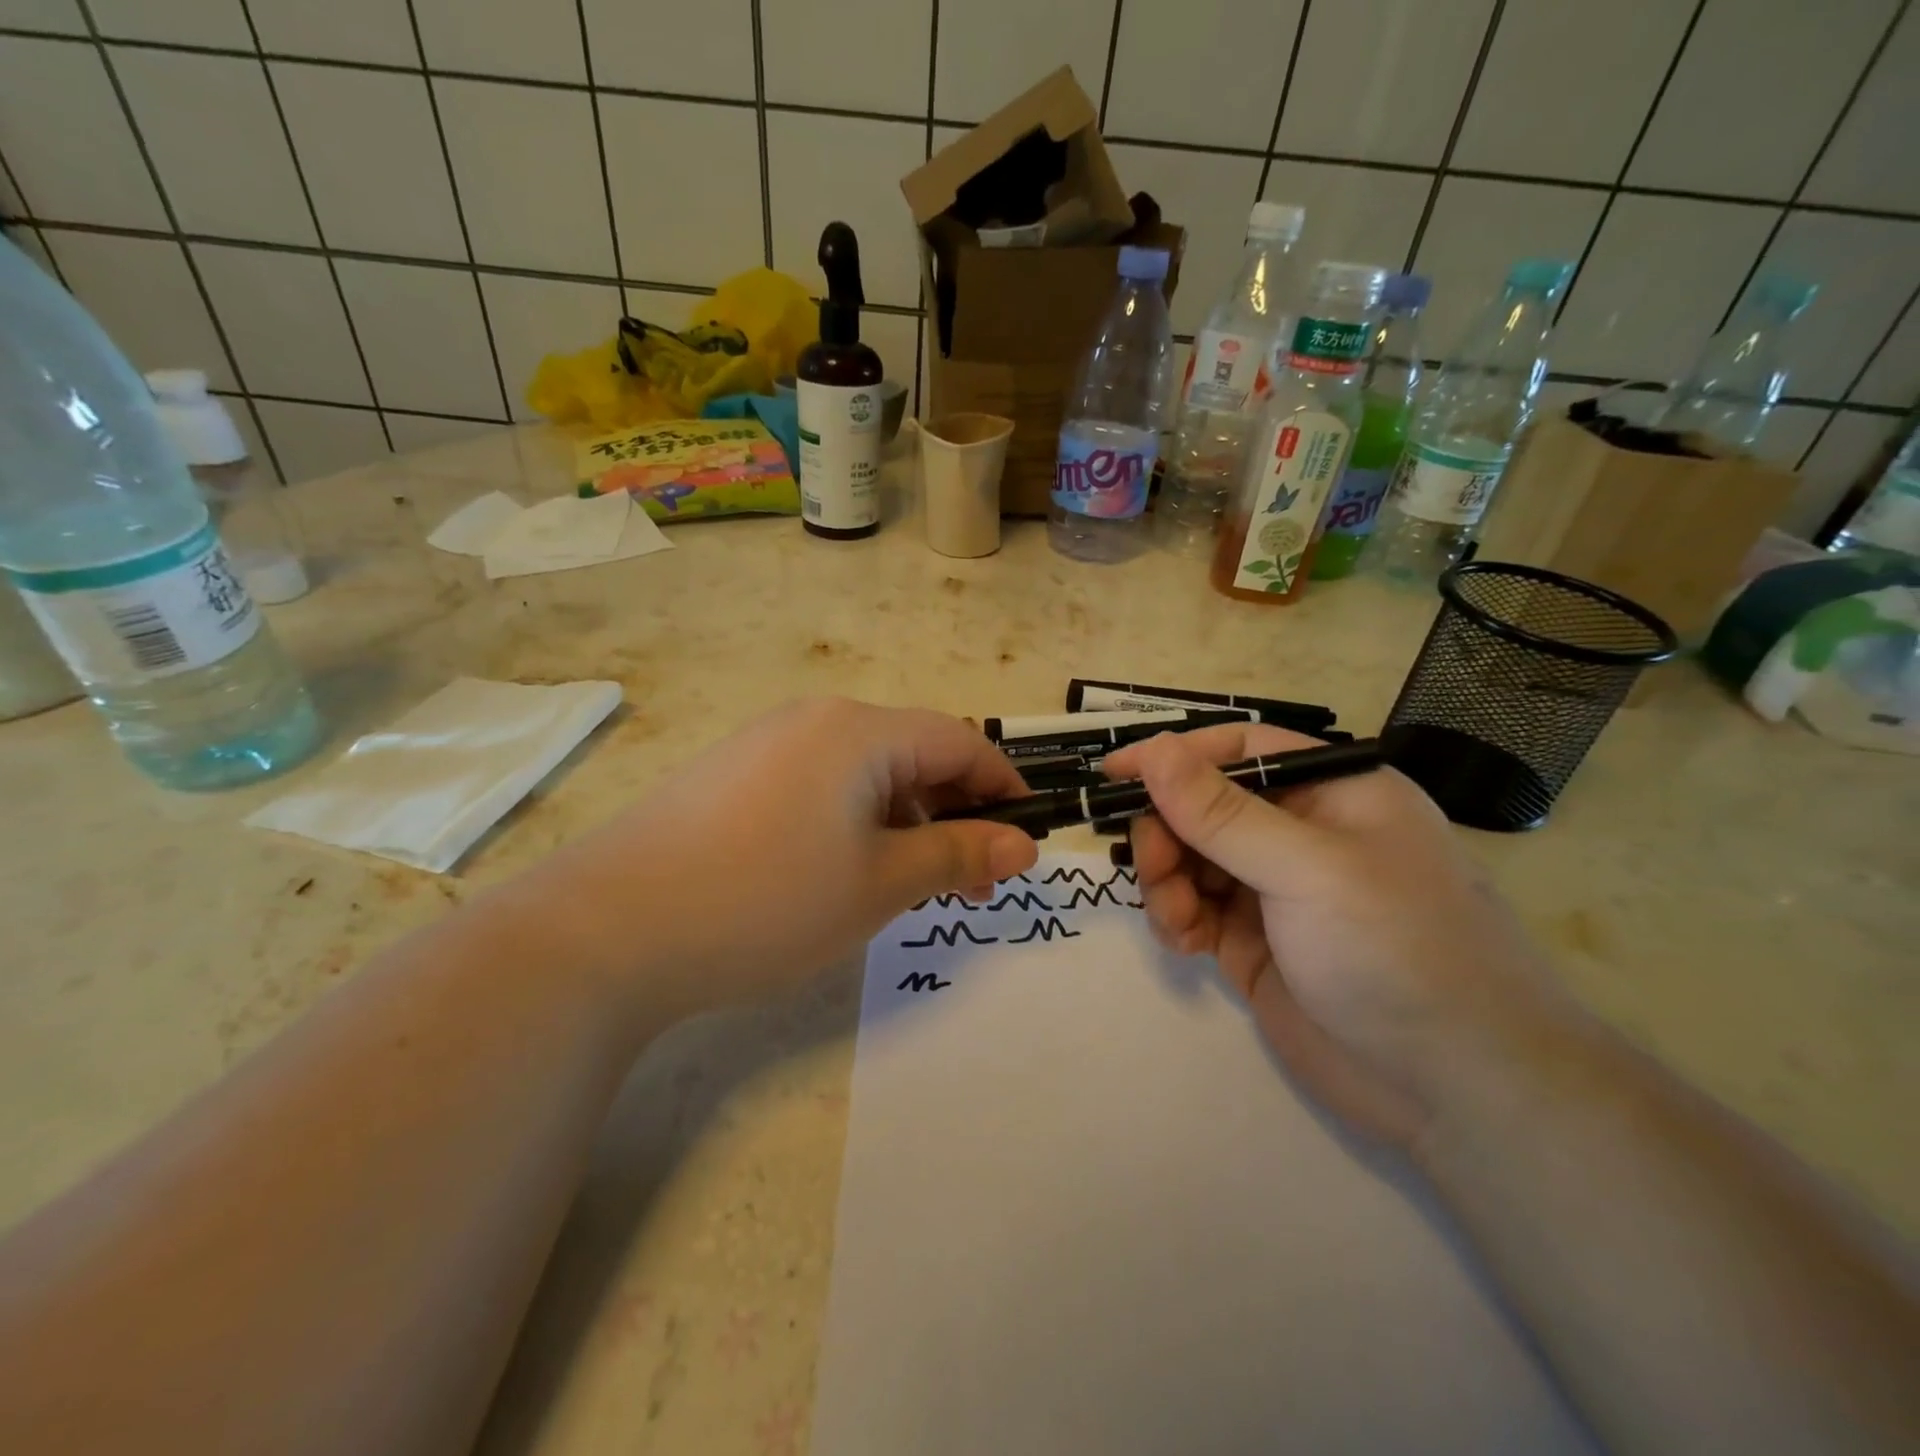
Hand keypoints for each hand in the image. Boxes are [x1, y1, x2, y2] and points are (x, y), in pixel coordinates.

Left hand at [526, 698, 1037, 1018]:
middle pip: (913, 753)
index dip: (1003, 787)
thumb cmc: (766, 900)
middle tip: (969, 882)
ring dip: (905, 820)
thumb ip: (958, 856)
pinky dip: (855, 821)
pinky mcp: (733, 775)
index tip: (1027, 840)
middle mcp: (815, 719)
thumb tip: (1023, 844)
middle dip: (954, 812)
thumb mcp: (880, 884)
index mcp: (859, 730)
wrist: (607, 930)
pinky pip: (820, 785)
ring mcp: (766, 743)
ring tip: (906, 885)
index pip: (960, 741)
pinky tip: (839, 872)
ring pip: (865, 772)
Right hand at [1101, 724, 1566, 1147]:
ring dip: (1167, 881)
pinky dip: (1176, 918)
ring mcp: (1276, 891)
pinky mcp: (1255, 941)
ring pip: (1191, 858)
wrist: (1460, 1092)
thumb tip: (1156, 751)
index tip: (1113, 774)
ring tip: (1176, 920)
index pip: (1238, 750)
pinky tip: (1185, 943)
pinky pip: (1194, 908)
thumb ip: (1222, 813)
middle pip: (1203, 806)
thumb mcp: (1307, 870)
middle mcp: (1302, 833)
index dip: (1175, 757)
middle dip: (1167, 832)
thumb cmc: (1396, 952)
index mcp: (1333, 792)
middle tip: (1152, 869)